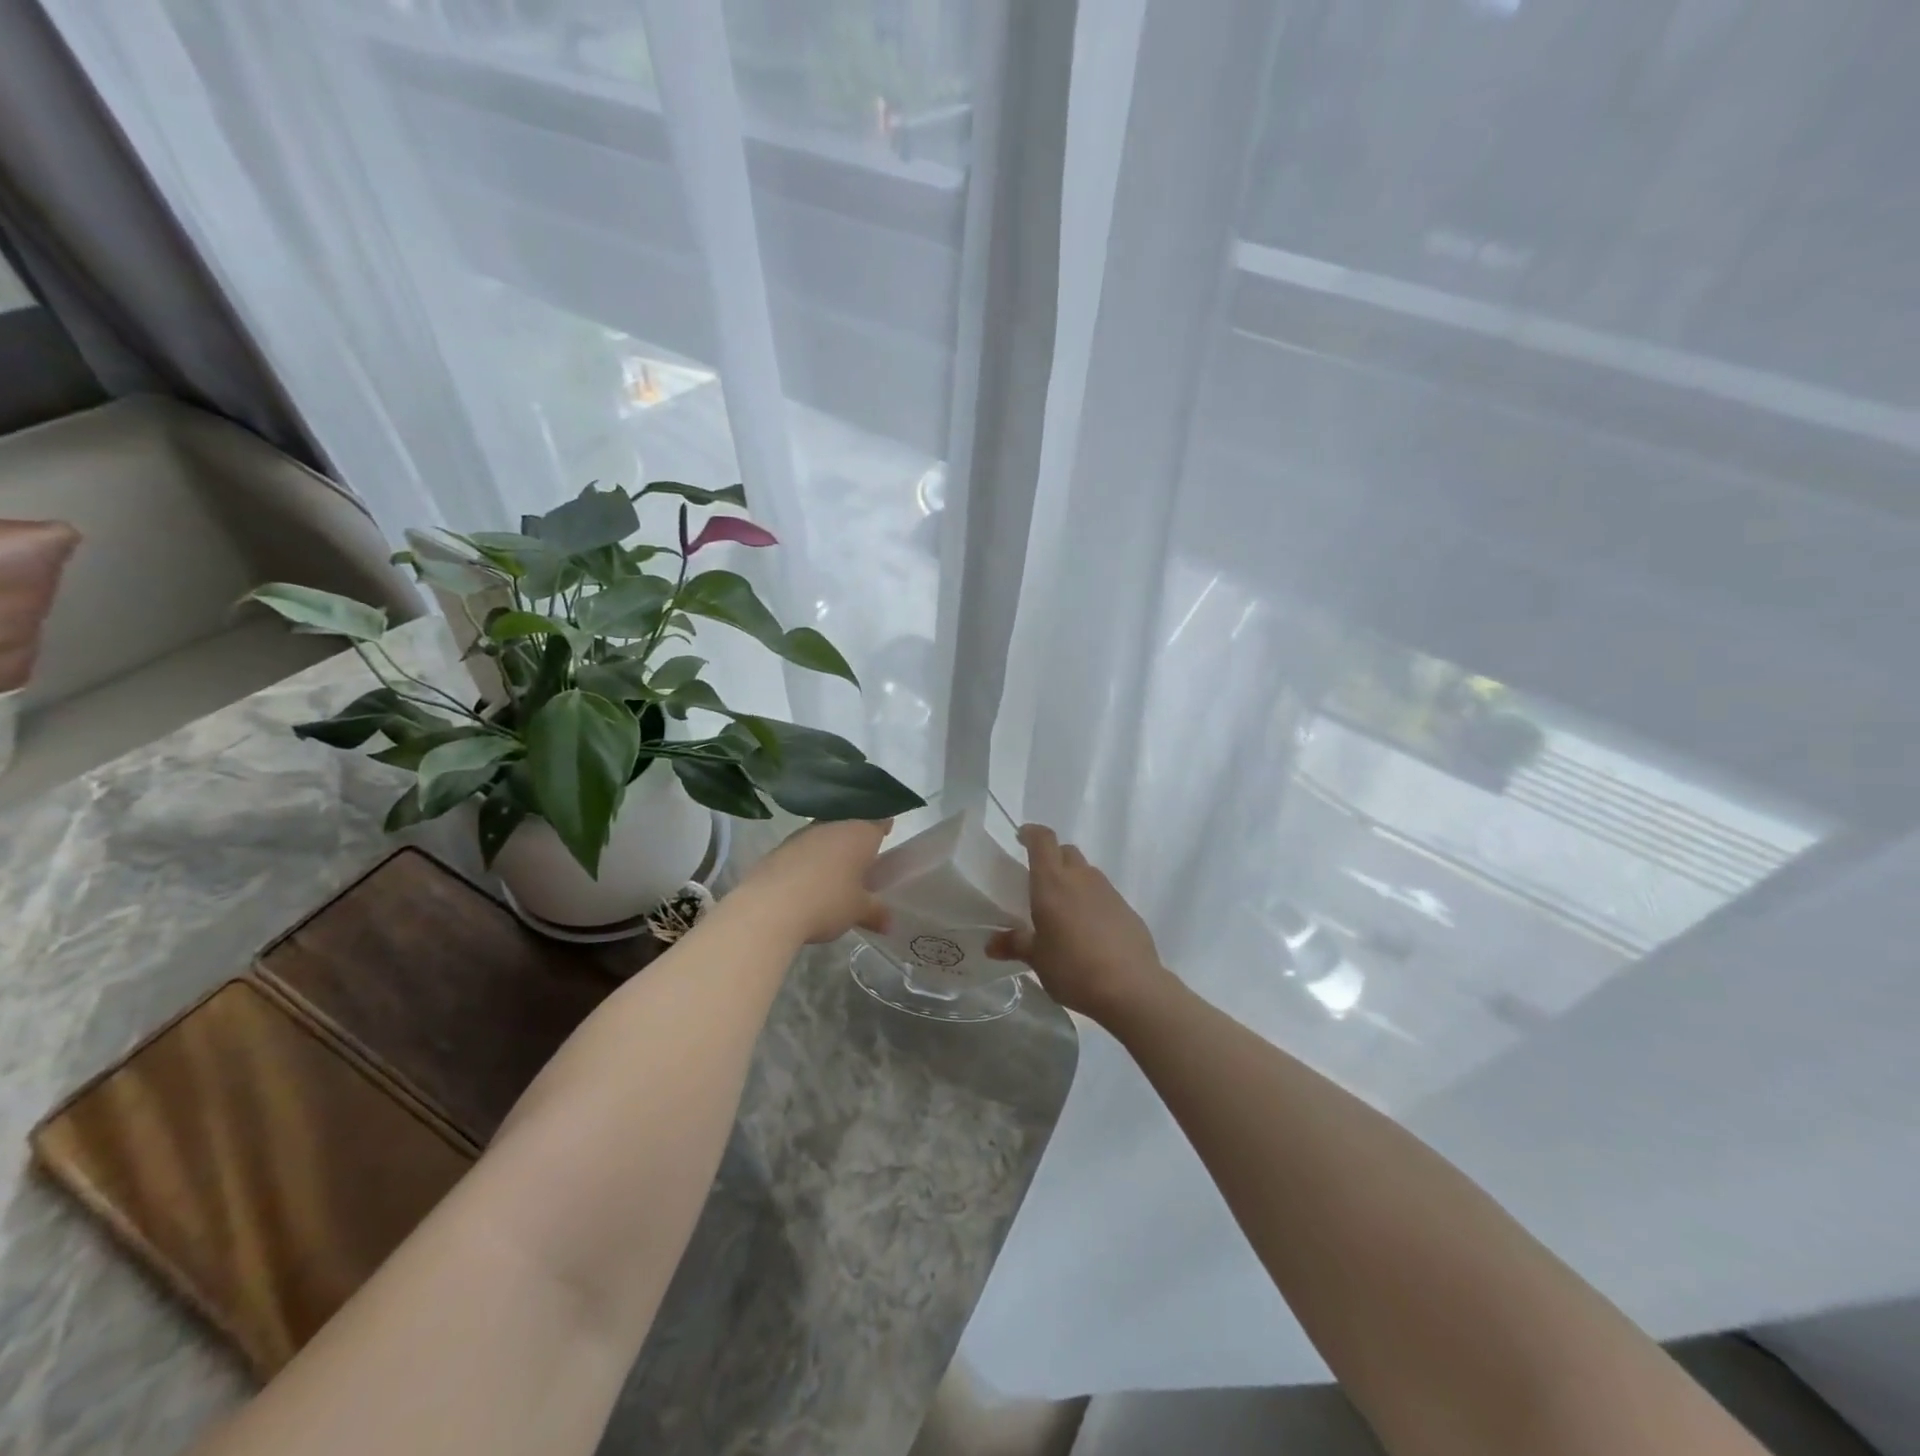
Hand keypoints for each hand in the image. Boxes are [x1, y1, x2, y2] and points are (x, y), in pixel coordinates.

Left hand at [733, 819, 891, 944]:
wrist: (769, 907)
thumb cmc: (827, 902)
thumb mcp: (858, 911)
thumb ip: (876, 913)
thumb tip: (889, 922)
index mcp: (859, 833)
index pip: (878, 819)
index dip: (884, 826)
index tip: (886, 835)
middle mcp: (832, 826)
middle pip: (849, 825)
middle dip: (855, 840)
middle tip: (862, 860)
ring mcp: (803, 835)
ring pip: (824, 836)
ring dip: (830, 850)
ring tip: (833, 874)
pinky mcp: (779, 849)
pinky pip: (802, 850)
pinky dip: (807, 861)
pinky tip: (806, 882)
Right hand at [987, 824, 1172, 1022]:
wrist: (1131, 987)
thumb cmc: (1073, 968)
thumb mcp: (1037, 959)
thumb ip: (1014, 945)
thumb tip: (991, 944)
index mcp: (1052, 883)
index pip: (1043, 840)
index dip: (1031, 833)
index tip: (1021, 837)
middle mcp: (1081, 878)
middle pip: (1066, 852)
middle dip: (1052, 858)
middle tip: (1040, 881)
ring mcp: (1108, 891)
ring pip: (1086, 872)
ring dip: (1073, 881)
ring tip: (1063, 910)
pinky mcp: (1127, 909)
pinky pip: (1104, 894)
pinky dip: (1092, 901)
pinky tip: (1089, 930)